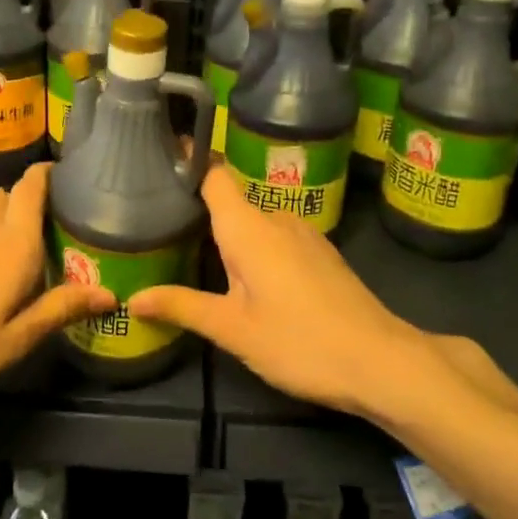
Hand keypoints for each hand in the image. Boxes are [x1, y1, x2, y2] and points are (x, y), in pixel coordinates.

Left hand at [0, 162, 112, 412]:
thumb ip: (59, 310)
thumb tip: (109, 292)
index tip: (72, 183)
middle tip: (53, 235)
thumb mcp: (12, 342)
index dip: (52, 175)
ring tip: (15, 251)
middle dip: (33, 205)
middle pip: (12, 195)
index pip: (34, 185)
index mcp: (13, 242)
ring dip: (4, 218)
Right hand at [129, 166, 517, 419]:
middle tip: (161, 225)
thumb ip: (183, 306)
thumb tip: (134, 298)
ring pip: (255, 222)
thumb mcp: (234, 330)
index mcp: (249, 227)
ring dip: (230, 234)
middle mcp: (276, 218)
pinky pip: (276, 236)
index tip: (159, 157)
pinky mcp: (321, 253)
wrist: (383, 362)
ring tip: (195, 252)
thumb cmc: (300, 342)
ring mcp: (304, 234)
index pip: (213, 174)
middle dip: (200, 211)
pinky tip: (246, 277)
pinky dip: (255, 247)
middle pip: (231, 200)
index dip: (188, 161)